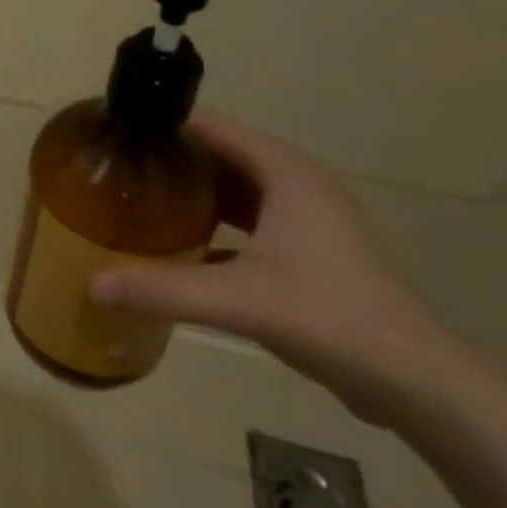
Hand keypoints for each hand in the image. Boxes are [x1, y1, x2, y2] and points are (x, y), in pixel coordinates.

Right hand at [89, 112, 453, 423]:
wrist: (415, 382)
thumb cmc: (329, 317)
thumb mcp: (238, 299)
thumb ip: (161, 288)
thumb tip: (91, 284)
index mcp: (285, 173)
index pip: (214, 127)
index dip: (166, 125)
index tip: (118, 132)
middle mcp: (297, 184)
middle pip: (223, 154)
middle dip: (173, 159)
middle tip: (119, 169)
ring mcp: (308, 219)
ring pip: (237, 189)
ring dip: (195, 191)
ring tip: (142, 199)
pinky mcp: (311, 252)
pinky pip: (250, 221)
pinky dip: (216, 224)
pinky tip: (181, 246)